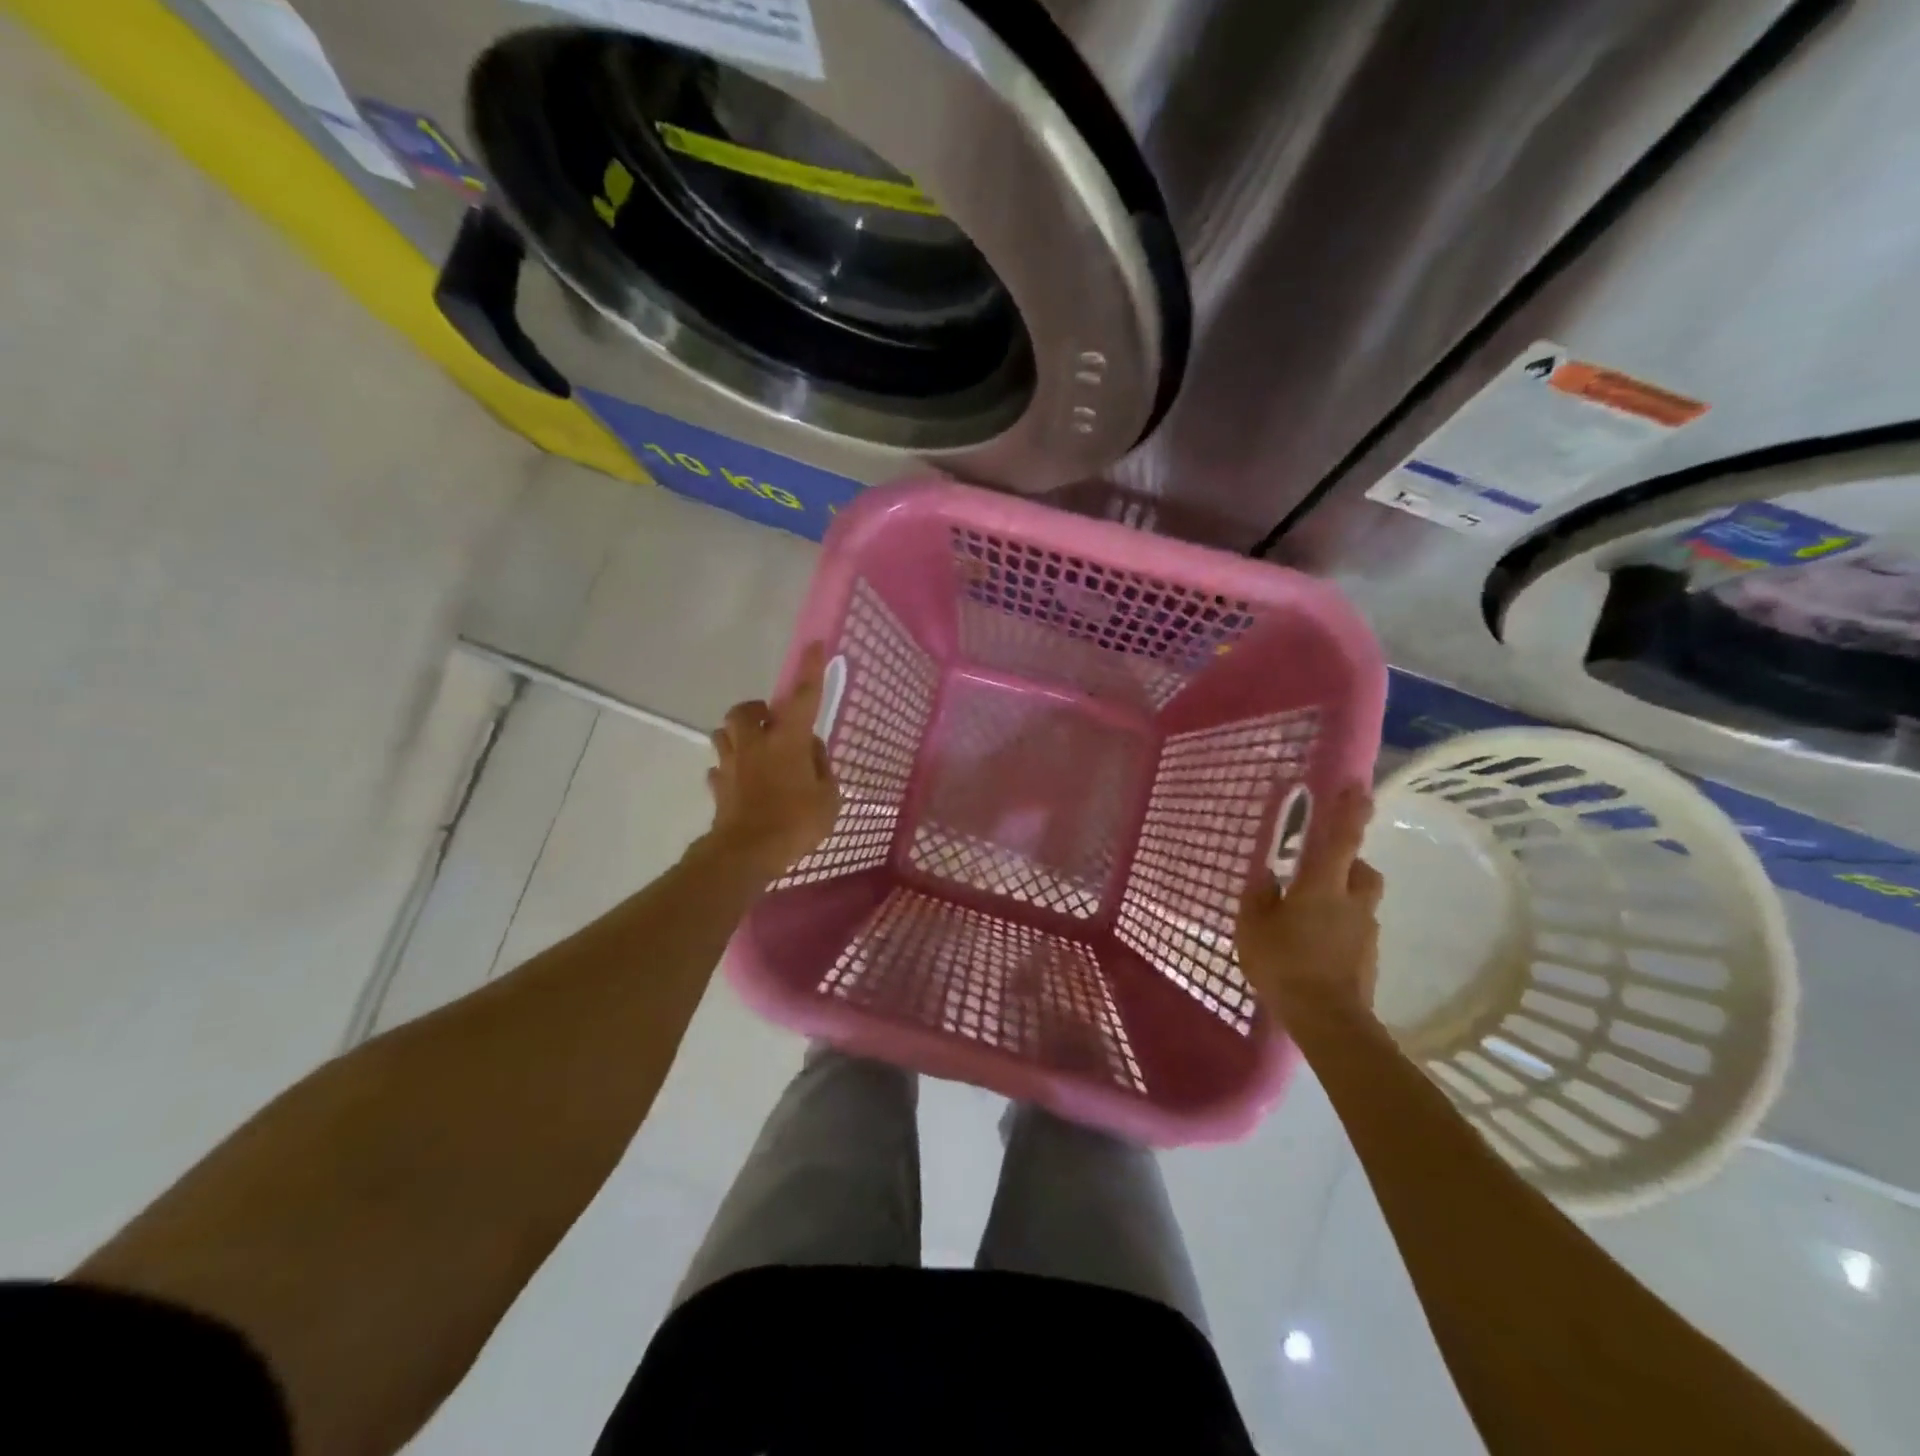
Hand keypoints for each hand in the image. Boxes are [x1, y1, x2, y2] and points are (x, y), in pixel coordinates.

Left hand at [706, 643, 840, 877]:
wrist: (745, 853)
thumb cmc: (795, 823)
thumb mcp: (829, 798)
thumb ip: (822, 768)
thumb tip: (811, 751)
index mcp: (788, 740)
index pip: (803, 697)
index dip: (811, 669)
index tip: (815, 644)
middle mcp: (756, 743)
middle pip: (745, 710)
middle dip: (757, 710)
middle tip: (772, 723)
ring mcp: (732, 764)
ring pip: (724, 734)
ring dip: (738, 735)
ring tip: (755, 750)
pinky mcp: (718, 787)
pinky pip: (720, 769)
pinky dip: (730, 770)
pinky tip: (741, 782)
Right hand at [1236, 785, 1384, 1020]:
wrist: (1328, 1019)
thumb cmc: (1284, 964)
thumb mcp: (1253, 926)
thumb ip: (1258, 897)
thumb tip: (1267, 876)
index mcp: (1322, 885)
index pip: (1341, 838)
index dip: (1349, 810)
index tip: (1358, 787)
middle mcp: (1352, 900)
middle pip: (1361, 868)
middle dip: (1347, 861)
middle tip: (1318, 870)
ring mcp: (1365, 930)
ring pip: (1360, 899)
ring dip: (1343, 897)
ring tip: (1311, 915)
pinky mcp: (1369, 956)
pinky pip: (1355, 929)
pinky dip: (1340, 928)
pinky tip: (1316, 947)